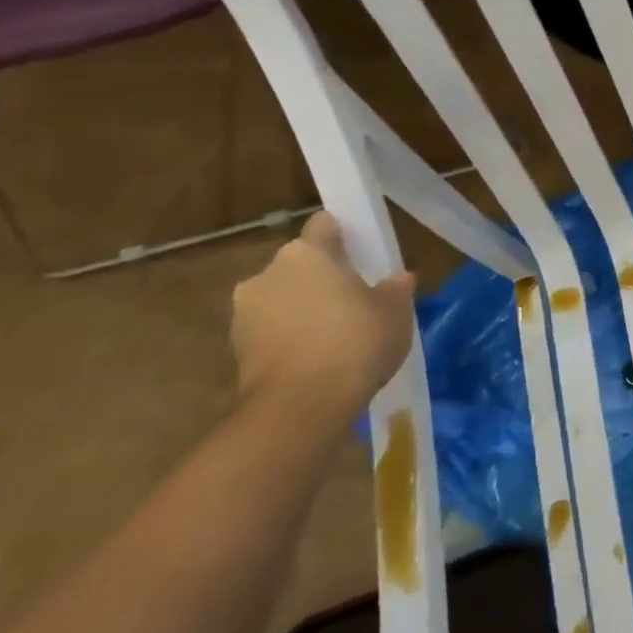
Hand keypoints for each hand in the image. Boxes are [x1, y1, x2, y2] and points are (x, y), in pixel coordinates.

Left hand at [230, 213, 416, 417]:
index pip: (325, 224)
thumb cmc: (355, 341)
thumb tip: (397, 279)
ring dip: (304, 307)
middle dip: (324, 276)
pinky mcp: (235, 349)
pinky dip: (291, 336)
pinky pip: (272, 329)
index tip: (364, 251)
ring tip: (337, 332)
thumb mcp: (395, 310)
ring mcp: (245, 313)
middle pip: (301, 263)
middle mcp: (268, 273)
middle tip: (356, 297)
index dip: (345, 234)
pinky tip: (319, 356)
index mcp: (307, 253)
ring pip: (283, 297)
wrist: (299, 407)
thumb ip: (395, 288)